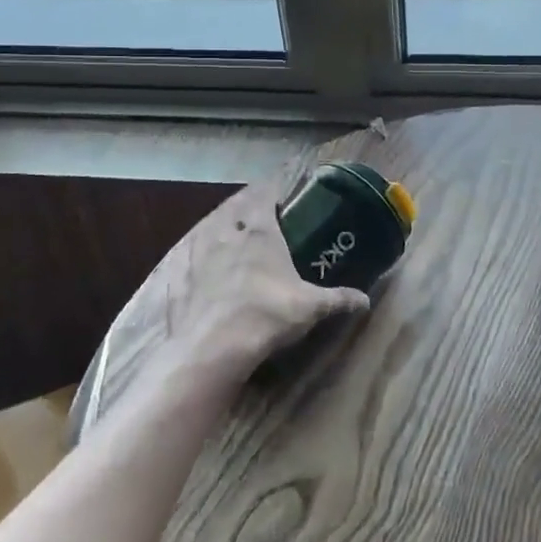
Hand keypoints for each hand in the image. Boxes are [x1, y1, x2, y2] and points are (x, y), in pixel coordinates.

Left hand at [152, 181, 368, 386]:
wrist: (211, 349)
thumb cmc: (267, 316)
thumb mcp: (310, 308)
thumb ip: (339, 299)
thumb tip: (365, 300)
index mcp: (259, 231)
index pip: (265, 196)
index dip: (272, 192)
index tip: (280, 195)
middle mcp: (225, 233)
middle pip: (234, 208)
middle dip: (244, 208)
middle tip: (254, 216)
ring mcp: (196, 253)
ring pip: (205, 229)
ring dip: (216, 229)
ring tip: (225, 238)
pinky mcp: (175, 276)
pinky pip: (182, 258)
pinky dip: (189, 258)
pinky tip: (192, 268)